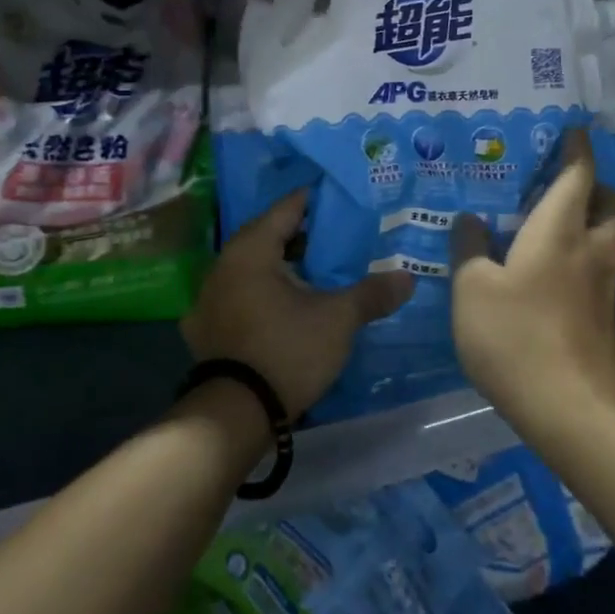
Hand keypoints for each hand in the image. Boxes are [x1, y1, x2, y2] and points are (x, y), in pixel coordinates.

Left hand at [184, 189, 413, 420]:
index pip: (288, 207)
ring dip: (284, 266)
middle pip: (269, 236)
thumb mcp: (338, 319)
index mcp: (251, 248)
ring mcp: (209, 297)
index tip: (345, 199)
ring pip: (254, 267)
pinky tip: (286, 305)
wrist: (234, 414)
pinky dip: (264, 293)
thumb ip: (372, 293)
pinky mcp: (206, 327)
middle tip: (341, 237)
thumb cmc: (286, 350)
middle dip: (305, 236)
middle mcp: (224, 263)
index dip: (318, 200)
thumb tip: (408, 277)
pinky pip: (241, 295)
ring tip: (320, 271)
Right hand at [450, 128, 614, 438]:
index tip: (574, 131)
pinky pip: (599, 272)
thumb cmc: (515, 337)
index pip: (578, 175)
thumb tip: (470, 219)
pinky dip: (582, 261)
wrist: (572, 412)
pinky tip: (549, 280)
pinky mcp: (608, 321)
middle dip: (598, 188)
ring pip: (608, 241)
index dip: (577, 149)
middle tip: (564, 189)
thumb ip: (469, 248)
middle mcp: (592, 251)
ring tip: (549, 232)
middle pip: (613, 205)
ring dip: (590, 226)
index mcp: (560, 231)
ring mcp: (606, 288)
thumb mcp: (472, 290)